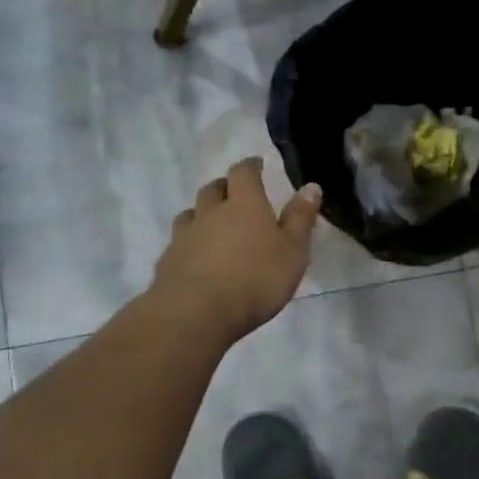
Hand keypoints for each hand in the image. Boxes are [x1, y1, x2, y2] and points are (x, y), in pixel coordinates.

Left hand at [151, 157, 322, 343]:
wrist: (196, 312)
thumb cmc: (256, 279)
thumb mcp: (293, 251)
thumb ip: (300, 218)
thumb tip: (310, 186)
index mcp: (244, 203)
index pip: (244, 172)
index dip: (250, 166)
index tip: (256, 165)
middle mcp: (211, 212)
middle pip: (213, 189)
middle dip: (225, 188)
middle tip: (235, 196)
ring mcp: (185, 235)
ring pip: (191, 213)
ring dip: (202, 213)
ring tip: (213, 225)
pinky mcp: (168, 261)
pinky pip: (179, 242)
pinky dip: (189, 243)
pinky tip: (196, 258)